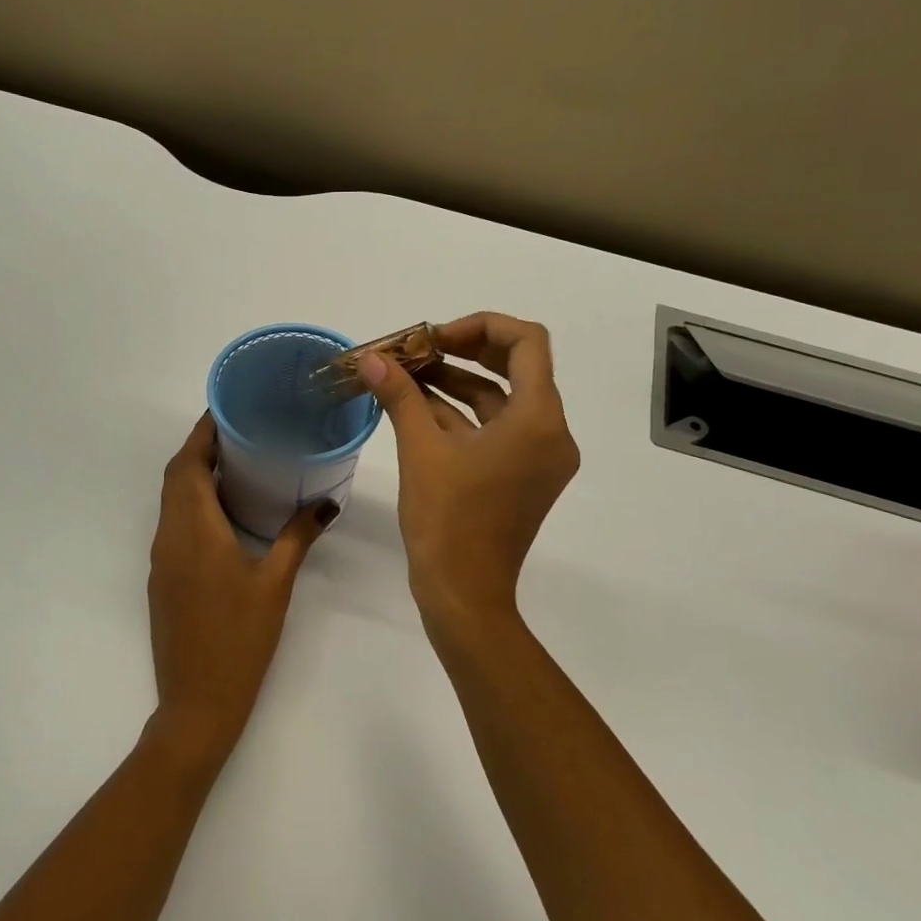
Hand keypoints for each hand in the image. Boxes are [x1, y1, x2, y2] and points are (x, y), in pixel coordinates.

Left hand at [146, 414, 334, 767]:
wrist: (196, 702)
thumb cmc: (239, 639)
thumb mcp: (275, 584)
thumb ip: (298, 537)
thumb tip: (326, 503)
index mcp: (195, 530)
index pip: (189, 463)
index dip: (203, 431)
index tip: (228, 406)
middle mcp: (170, 535)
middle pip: (176, 475)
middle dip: (200, 446)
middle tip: (240, 429)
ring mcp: (161, 558)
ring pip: (171, 499)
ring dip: (193, 473)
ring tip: (235, 459)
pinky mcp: (163, 577)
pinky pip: (172, 522)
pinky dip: (191, 501)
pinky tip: (223, 509)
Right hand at [357, 313, 578, 630]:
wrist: (464, 594)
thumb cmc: (447, 520)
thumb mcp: (420, 450)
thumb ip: (399, 395)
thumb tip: (370, 358)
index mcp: (538, 420)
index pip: (527, 342)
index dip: (480, 326)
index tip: (434, 337)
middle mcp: (550, 433)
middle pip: (517, 367)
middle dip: (465, 351)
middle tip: (419, 348)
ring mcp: (539, 457)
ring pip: (502, 400)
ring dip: (457, 382)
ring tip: (407, 373)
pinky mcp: (522, 477)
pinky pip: (496, 430)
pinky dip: (461, 415)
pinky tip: (417, 406)